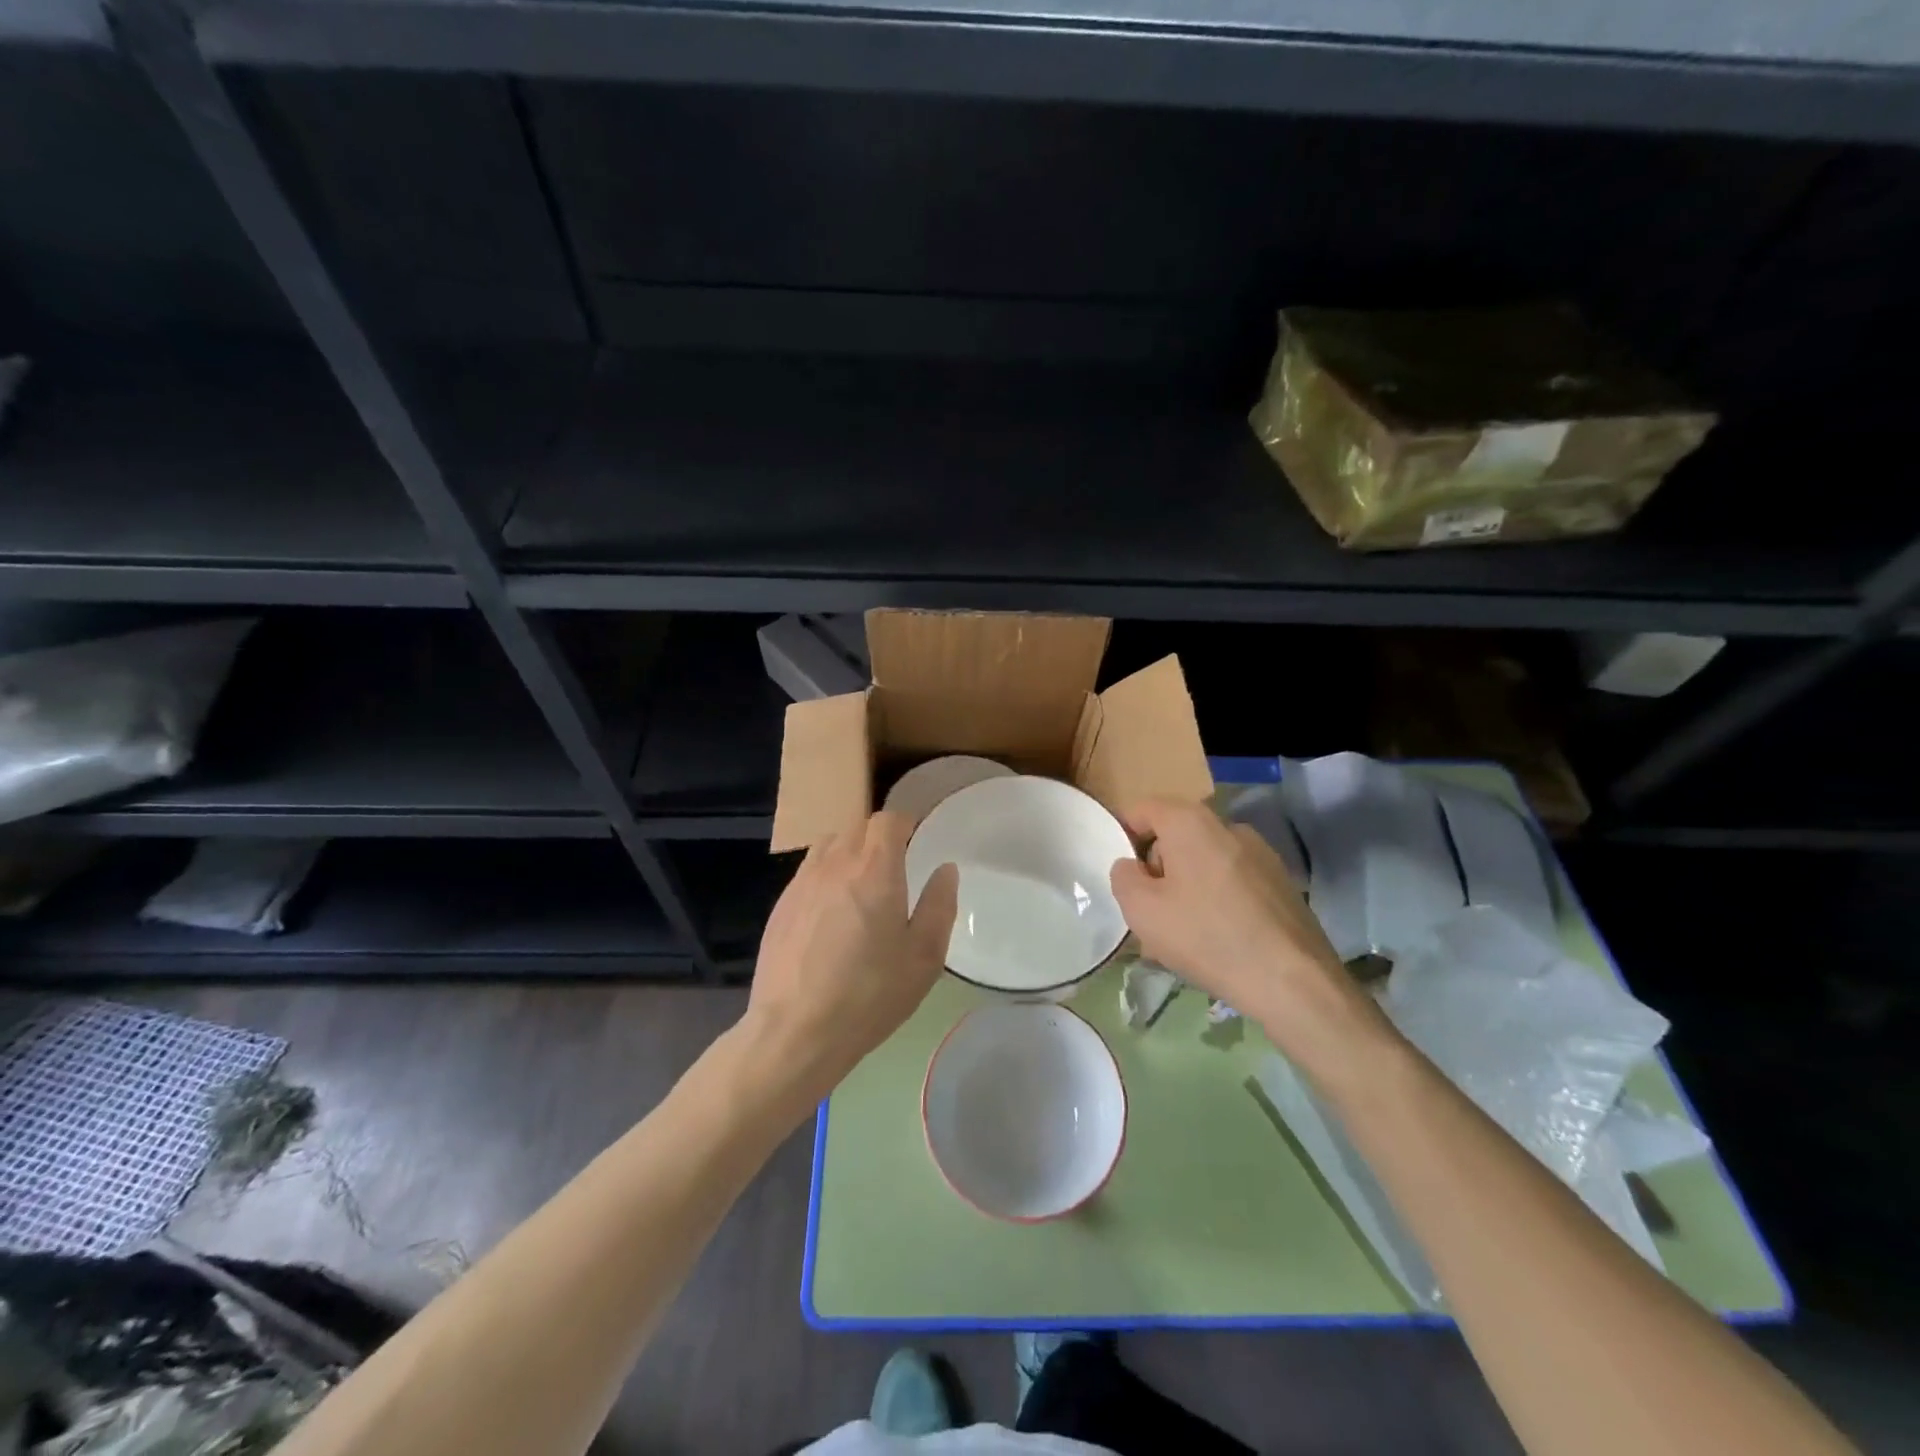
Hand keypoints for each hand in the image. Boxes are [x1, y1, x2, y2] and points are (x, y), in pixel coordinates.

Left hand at [743, 811, 958, 1111]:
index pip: (888, 820)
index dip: (905, 824)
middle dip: (879, 837)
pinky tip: (831, 912)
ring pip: (829, 844)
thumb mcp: (923, 958)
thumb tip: (945, 869)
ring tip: (862, 884)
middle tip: (896, 866)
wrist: (795, 1031)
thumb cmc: (870, 994)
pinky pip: (808, 871)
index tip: (917, 841)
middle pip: (858, 827)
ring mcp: (802, 882)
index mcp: (875, 870)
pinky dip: (826, 875)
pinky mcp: (781, 905)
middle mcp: (835, 864)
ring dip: (849, 851)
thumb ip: (939, 905)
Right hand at [1109, 798, 1386, 1076]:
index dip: (1125, 836)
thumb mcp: (1141, 910)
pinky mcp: (1282, 883)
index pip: (1144, 809)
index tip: (1124, 876)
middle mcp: (1229, 826)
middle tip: (1151, 912)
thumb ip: (1124, 877)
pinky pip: (1234, 881)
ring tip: (1184, 934)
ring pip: (1206, 861)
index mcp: (1191, 822)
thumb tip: (1132, 866)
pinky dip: (1218, 900)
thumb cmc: (1206, 936)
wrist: (1292, 981)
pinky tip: (1218, 940)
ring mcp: (1262, 854)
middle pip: (1176, 836)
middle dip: (1158, 868)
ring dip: (1188, 887)